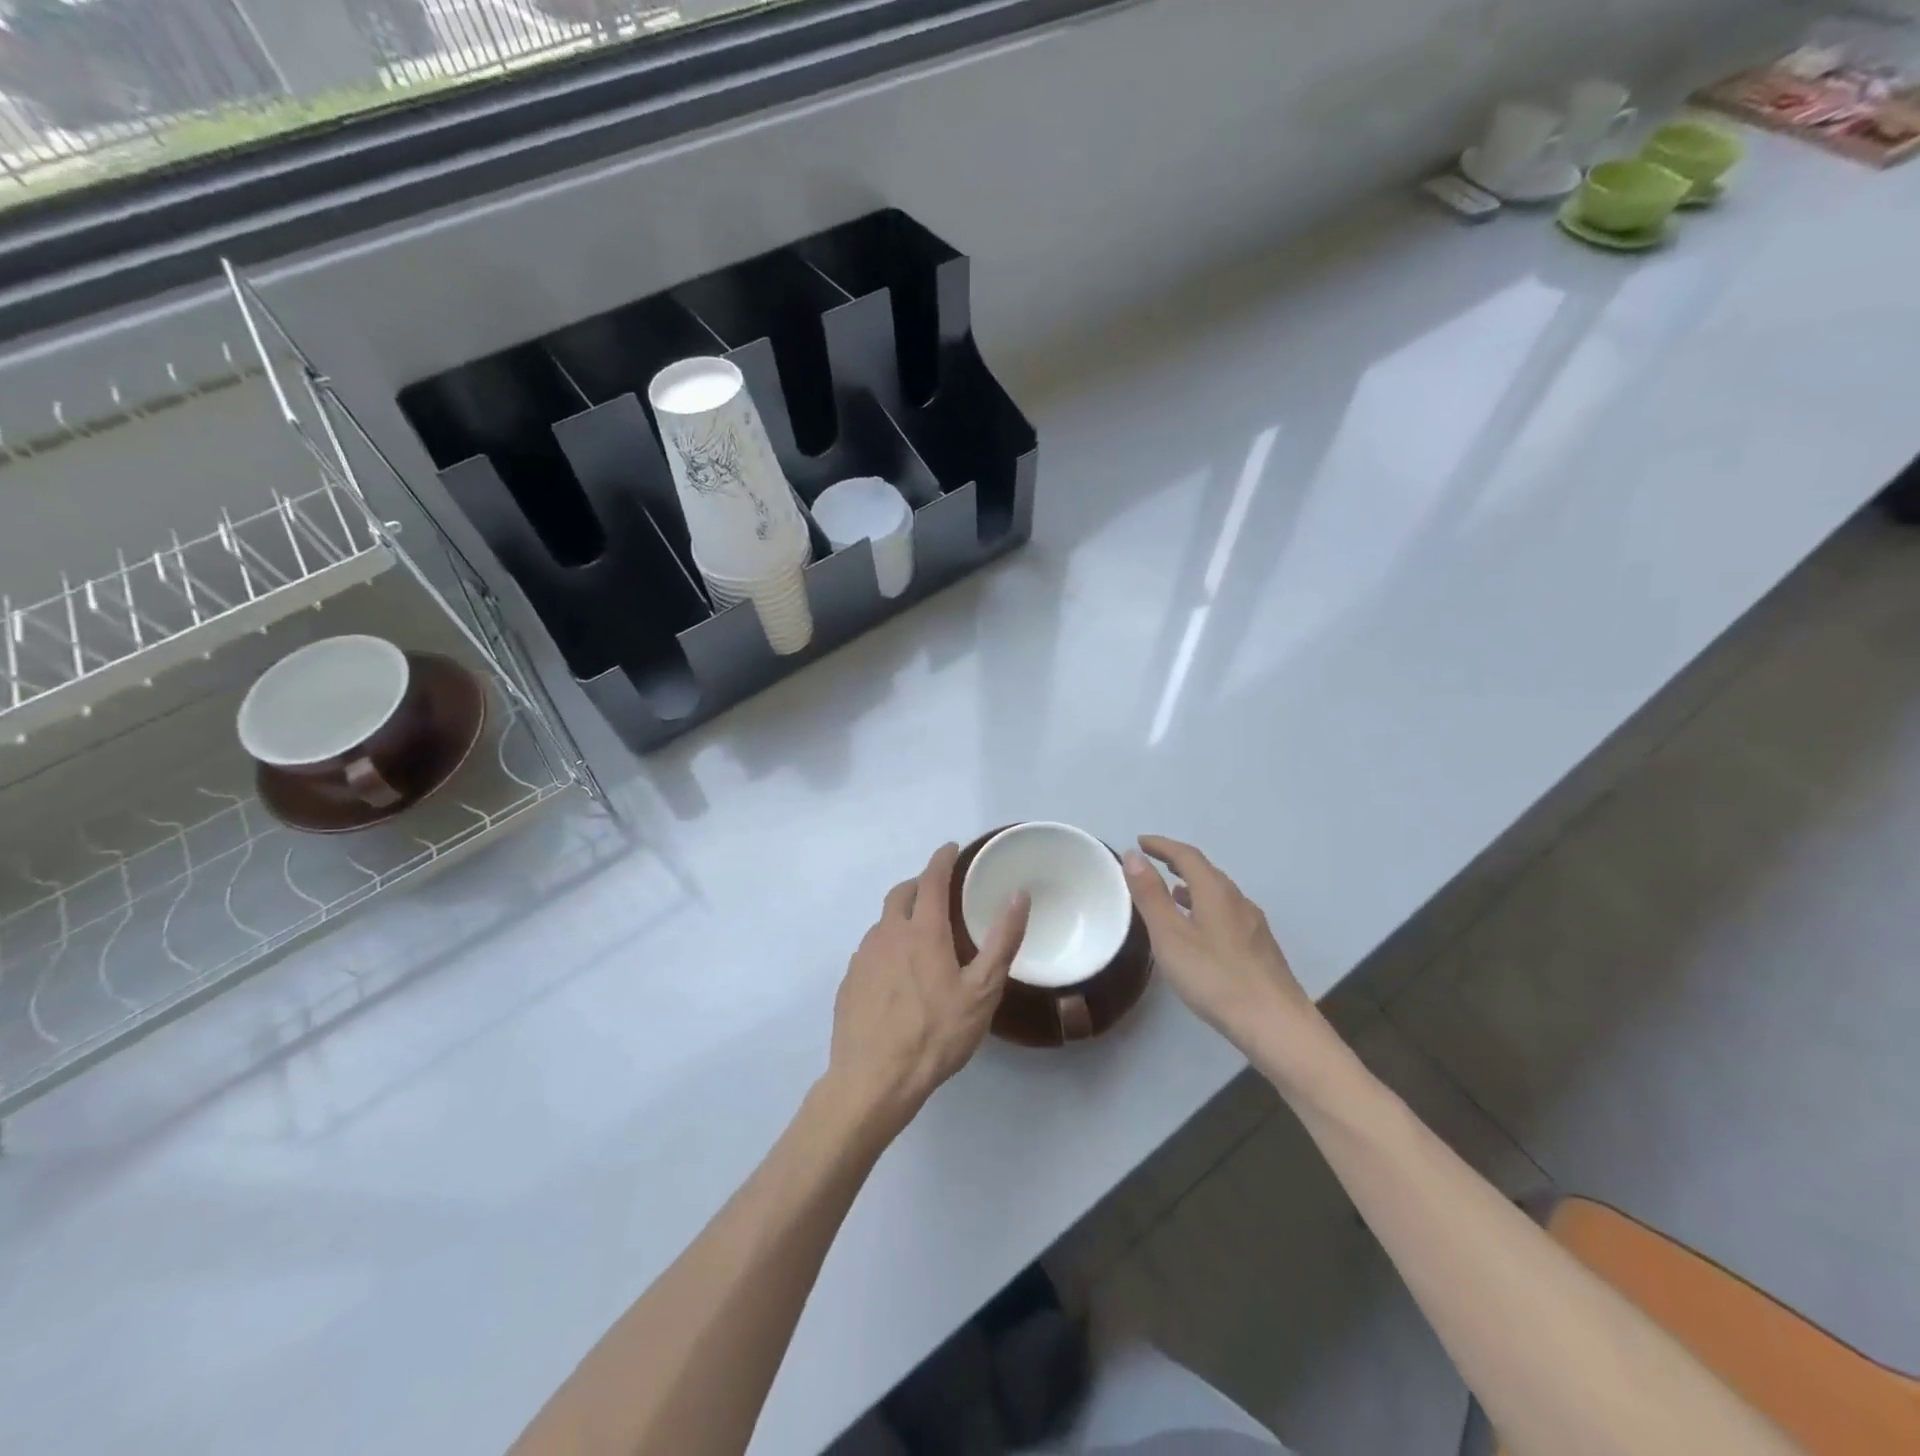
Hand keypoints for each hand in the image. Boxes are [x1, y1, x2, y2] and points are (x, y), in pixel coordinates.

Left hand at [826, 842, 1029, 1135]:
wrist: (873, 1080)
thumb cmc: (935, 1034)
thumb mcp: (982, 992)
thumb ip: (1001, 941)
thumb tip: (1018, 895)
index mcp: (922, 931)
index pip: (931, 879)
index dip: (942, 859)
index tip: (950, 848)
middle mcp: (887, 934)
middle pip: (901, 894)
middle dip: (919, 884)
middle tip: (938, 892)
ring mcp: (863, 957)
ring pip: (884, 923)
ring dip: (902, 917)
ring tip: (921, 936)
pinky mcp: (849, 981)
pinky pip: (871, 950)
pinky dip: (887, 946)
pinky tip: (897, 974)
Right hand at [1123, 836, 1327, 1065]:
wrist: (1277, 1026)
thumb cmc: (1216, 978)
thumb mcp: (1171, 936)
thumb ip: (1151, 895)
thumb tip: (1134, 856)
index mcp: (1216, 892)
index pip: (1187, 855)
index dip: (1162, 845)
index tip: (1139, 842)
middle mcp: (1238, 901)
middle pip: (1206, 871)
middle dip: (1178, 862)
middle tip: (1153, 862)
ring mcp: (1254, 926)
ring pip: (1219, 894)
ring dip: (1193, 886)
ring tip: (1173, 893)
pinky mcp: (1260, 949)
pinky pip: (1227, 914)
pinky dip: (1206, 908)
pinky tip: (1201, 932)